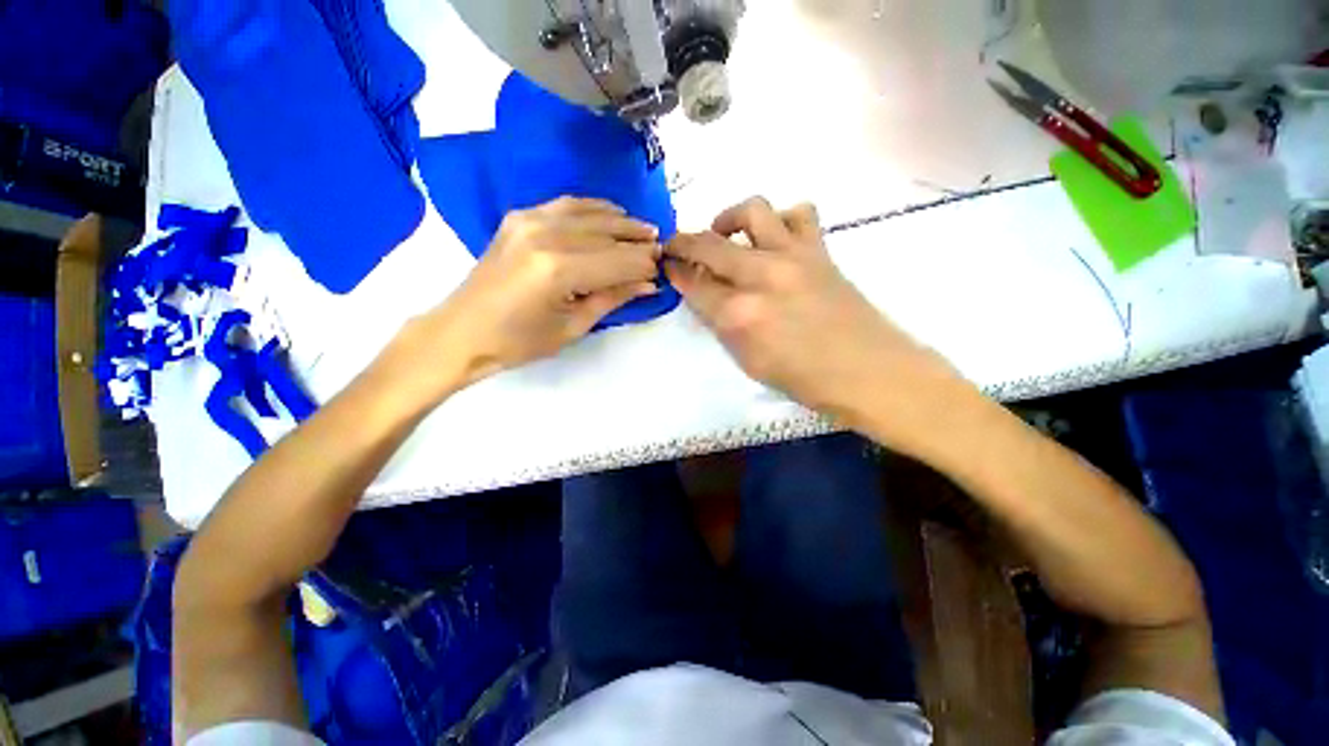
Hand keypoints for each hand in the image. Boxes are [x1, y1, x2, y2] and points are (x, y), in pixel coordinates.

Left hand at [389, 198, 661, 401]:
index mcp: (557, 270)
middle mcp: (545, 235)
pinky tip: (610, 214)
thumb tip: (648, 283)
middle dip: (637, 242)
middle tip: (659, 247)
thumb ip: (612, 298)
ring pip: (589, 212)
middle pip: (606, 234)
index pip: (617, 261)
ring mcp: (528, 220)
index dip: (643, 264)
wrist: (462, 331)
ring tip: (643, 230)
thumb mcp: (573, 327)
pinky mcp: (519, 216)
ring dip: (620, 221)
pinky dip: (593, 208)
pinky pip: (565, 205)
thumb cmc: (519, 342)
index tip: (662, 268)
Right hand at [665, 197, 950, 423]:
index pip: (693, 283)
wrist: (867, 371)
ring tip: (727, 235)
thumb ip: (722, 324)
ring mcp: (793, 257)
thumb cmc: (802, 379)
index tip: (667, 264)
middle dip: (683, 240)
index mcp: (739, 315)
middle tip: (677, 245)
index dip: (675, 271)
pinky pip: (798, 214)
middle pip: (710, 244)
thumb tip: (707, 296)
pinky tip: (775, 240)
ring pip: (753, 210)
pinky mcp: (819, 250)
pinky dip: (781, 220)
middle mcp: (761, 276)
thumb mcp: (747, 361)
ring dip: (730, 218)